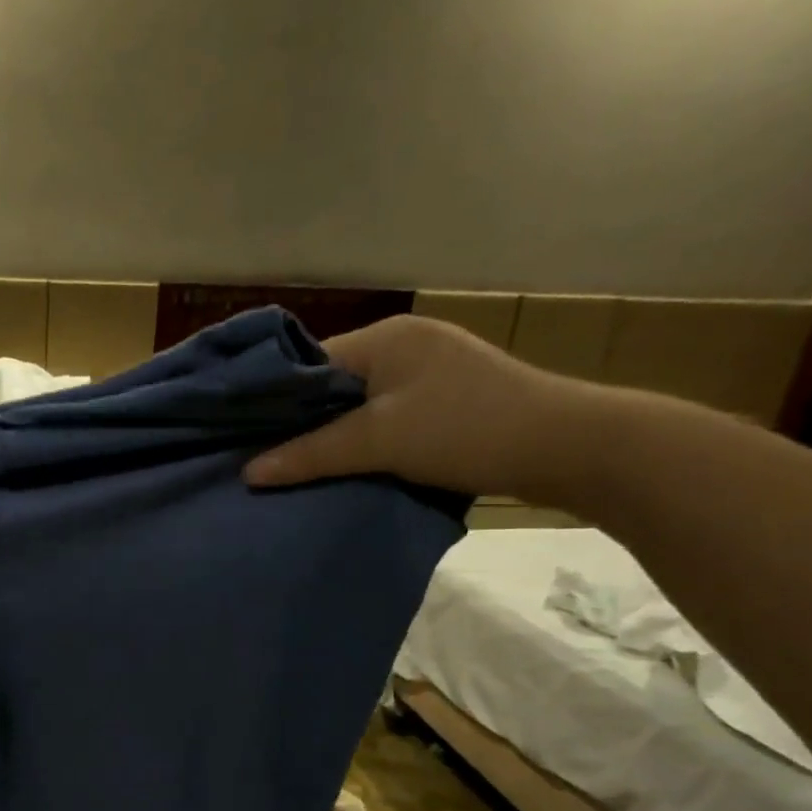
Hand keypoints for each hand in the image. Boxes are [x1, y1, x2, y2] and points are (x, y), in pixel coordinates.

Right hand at [244, 315, 580, 497]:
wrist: (569, 447)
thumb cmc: (466, 429)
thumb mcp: (380, 441)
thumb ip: (311, 454)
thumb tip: (247, 473)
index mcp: (385, 337)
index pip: (308, 364)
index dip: (274, 401)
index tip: (243, 438)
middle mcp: (403, 345)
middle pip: (331, 385)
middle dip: (300, 422)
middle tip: (262, 460)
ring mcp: (428, 373)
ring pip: (357, 406)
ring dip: (332, 437)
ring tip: (295, 470)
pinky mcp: (445, 402)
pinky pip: (384, 419)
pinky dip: (363, 443)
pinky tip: (345, 468)